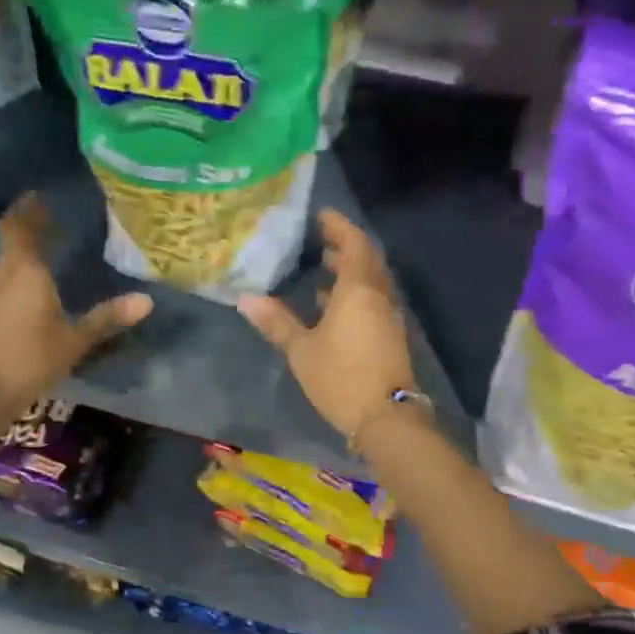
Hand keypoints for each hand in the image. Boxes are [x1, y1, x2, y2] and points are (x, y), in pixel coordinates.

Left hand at [0, 194, 152, 408]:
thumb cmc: (31, 358)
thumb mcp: (75, 339)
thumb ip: (108, 317)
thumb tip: (147, 300)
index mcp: (26, 270)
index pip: (21, 226)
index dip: (29, 208)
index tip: (42, 194)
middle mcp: (5, 273)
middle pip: (11, 238)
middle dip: (27, 223)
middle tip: (50, 214)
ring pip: (7, 257)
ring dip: (23, 245)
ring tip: (47, 241)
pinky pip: (6, 276)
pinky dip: (20, 267)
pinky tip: (36, 278)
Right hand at [237, 209, 416, 438]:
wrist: (386, 418)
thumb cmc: (341, 377)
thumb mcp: (302, 350)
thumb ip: (277, 322)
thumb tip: (246, 299)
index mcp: (358, 290)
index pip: (354, 244)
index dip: (339, 227)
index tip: (321, 216)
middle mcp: (378, 296)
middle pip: (366, 261)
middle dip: (345, 247)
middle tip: (320, 240)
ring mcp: (387, 317)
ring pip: (370, 282)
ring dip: (350, 271)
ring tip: (323, 268)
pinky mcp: (388, 336)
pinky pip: (371, 302)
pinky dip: (353, 294)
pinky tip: (331, 306)